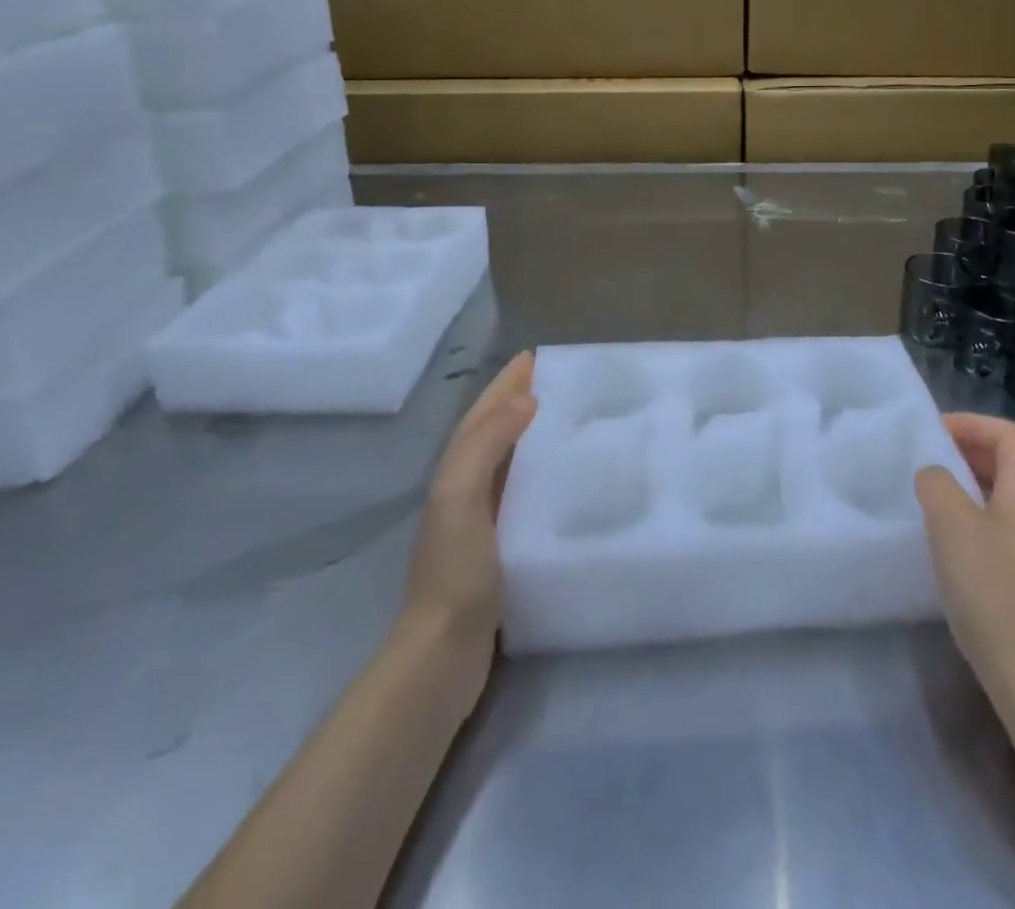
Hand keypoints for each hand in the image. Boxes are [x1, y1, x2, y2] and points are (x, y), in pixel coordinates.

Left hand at [398, 351, 536, 714]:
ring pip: (511, 462)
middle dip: (519, 402)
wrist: (443, 655)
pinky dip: (541, 475)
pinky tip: (568, 480)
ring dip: (532, 435)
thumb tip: (525, 400)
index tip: (535, 358)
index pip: (483, 416)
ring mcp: (483, 521)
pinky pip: (524, 494)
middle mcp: (466, 490)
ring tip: (570, 420)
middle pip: (495, 432)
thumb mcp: (460, 498)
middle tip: (560, 382)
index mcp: (456, 474)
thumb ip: (486, 445)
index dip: (505, 385)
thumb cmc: (454, 571)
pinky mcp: (503, 548)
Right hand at [914, 412, 1014, 709]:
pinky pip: (1006, 534)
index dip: (972, 424)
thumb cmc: (994, 593)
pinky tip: (951, 552)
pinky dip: (977, 525)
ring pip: (1006, 501)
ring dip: (969, 490)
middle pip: (1011, 465)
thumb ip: (936, 484)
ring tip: (931, 503)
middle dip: (968, 453)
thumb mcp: (951, 526)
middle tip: (925, 463)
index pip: (1010, 434)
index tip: (932, 433)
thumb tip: (935, 476)